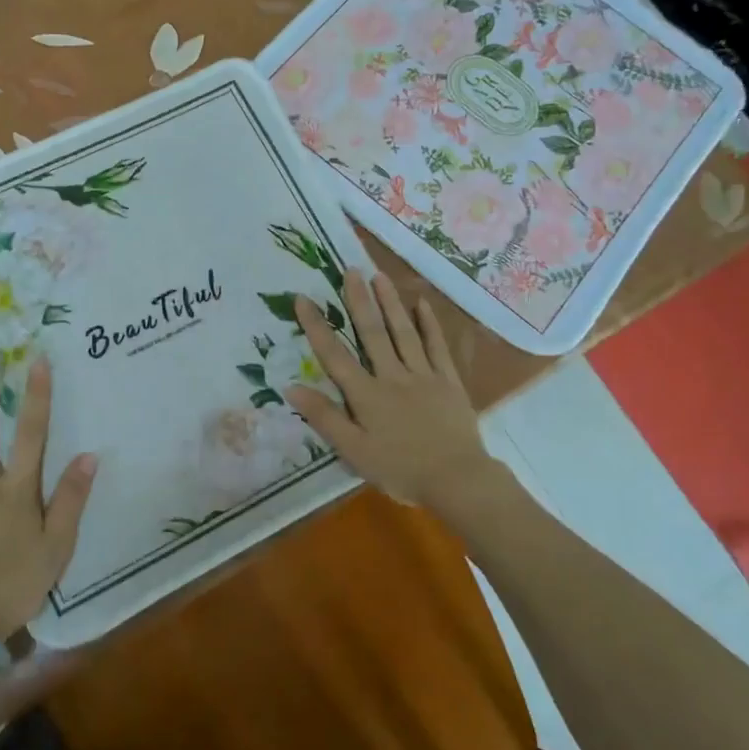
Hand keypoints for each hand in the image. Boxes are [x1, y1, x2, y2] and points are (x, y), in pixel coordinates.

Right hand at [287, 271, 489, 509]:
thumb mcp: (354, 452)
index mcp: (366, 395)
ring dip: (390, 303)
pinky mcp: (448, 381)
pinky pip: (436, 347)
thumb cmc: (400, 469)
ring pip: (403, 332)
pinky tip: (422, 304)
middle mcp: (392, 376)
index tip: (302, 298)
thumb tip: (292, 387)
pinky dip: (429, 324)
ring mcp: (423, 375)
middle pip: (372, 333)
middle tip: (350, 270)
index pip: (334, 355)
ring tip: (379, 276)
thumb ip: (325, 418)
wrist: (457, 479)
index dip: (316, 326)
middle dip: (358, 301)